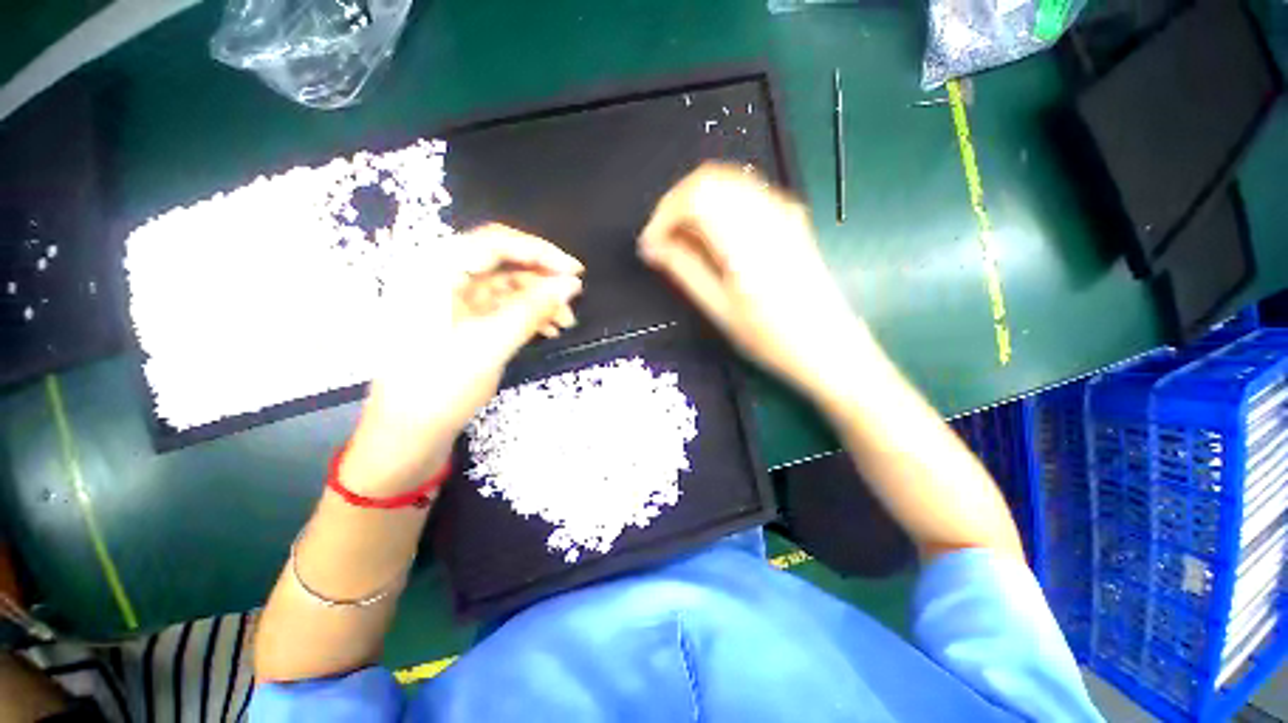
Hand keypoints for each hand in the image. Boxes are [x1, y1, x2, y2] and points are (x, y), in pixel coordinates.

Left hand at [342, 224, 583, 494]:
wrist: (408, 434)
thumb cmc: (440, 386)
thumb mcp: (491, 344)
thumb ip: (533, 309)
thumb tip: (572, 284)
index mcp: (434, 271)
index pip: (494, 242)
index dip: (540, 251)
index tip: (575, 270)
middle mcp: (441, 278)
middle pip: (502, 263)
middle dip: (542, 279)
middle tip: (574, 296)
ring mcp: (452, 301)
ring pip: (506, 287)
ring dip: (539, 300)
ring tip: (566, 322)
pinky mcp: (462, 321)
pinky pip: (502, 307)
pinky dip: (527, 315)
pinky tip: (549, 329)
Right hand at [639, 164, 869, 404]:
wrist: (829, 346)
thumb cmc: (772, 338)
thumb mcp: (720, 309)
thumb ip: (685, 269)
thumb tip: (654, 247)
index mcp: (747, 238)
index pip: (694, 196)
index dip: (663, 215)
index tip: (649, 246)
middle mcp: (767, 212)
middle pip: (709, 179)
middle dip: (675, 206)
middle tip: (661, 241)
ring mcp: (783, 210)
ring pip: (726, 181)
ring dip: (696, 203)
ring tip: (682, 241)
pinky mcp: (789, 217)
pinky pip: (744, 193)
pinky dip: (718, 205)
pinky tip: (711, 235)